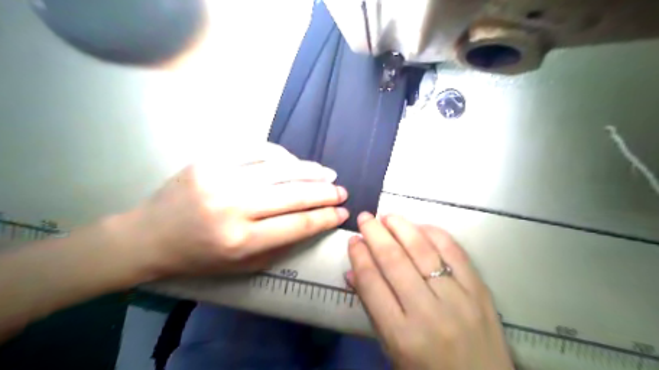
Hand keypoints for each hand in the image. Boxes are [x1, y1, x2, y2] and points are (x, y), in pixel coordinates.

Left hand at [118, 143, 348, 278]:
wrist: (150, 236)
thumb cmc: (200, 257)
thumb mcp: (243, 265)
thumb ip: (282, 245)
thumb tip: (315, 222)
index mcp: (241, 241)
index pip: (299, 224)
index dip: (326, 217)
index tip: (344, 212)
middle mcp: (233, 207)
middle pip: (294, 194)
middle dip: (325, 192)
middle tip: (342, 190)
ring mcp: (220, 178)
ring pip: (280, 168)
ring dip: (310, 170)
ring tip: (328, 173)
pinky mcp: (210, 159)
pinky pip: (257, 150)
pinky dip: (282, 155)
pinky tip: (295, 161)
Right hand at [346, 212, 511, 369]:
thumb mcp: (392, 349)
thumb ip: (372, 308)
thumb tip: (353, 272)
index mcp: (401, 334)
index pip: (372, 283)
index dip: (359, 256)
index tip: (353, 239)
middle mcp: (428, 313)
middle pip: (394, 261)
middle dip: (375, 234)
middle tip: (365, 218)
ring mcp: (458, 298)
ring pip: (423, 251)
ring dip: (402, 227)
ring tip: (388, 216)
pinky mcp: (480, 290)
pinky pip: (454, 252)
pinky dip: (435, 234)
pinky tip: (420, 226)